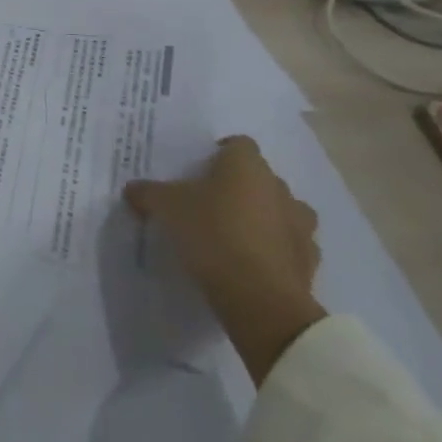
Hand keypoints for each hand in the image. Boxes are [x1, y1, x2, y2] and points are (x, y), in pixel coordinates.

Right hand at [125, 136, 325, 385]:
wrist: (260, 297)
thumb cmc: (212, 234)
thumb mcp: (166, 208)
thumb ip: (148, 193)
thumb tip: (132, 189)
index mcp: (247, 166)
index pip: (238, 144)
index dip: (220, 153)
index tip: (200, 170)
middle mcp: (279, 187)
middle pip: (259, 177)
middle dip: (239, 187)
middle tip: (210, 204)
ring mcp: (300, 224)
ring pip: (280, 210)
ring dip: (263, 217)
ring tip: (234, 235)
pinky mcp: (309, 260)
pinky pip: (289, 245)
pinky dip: (274, 249)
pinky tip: (252, 263)